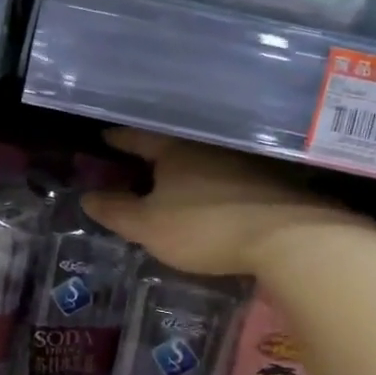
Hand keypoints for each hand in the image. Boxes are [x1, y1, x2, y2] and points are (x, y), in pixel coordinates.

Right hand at [84, 129, 356, 277]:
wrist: (288, 237)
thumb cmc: (205, 227)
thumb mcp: (149, 227)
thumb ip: (117, 212)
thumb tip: (87, 197)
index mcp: (174, 149)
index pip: (137, 137)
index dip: (118, 139)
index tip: (104, 138)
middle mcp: (207, 146)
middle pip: (172, 145)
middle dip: (153, 153)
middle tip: (135, 161)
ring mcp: (243, 160)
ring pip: (203, 159)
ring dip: (185, 168)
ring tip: (171, 181)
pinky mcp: (269, 180)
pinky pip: (227, 175)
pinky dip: (211, 183)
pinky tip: (210, 196)